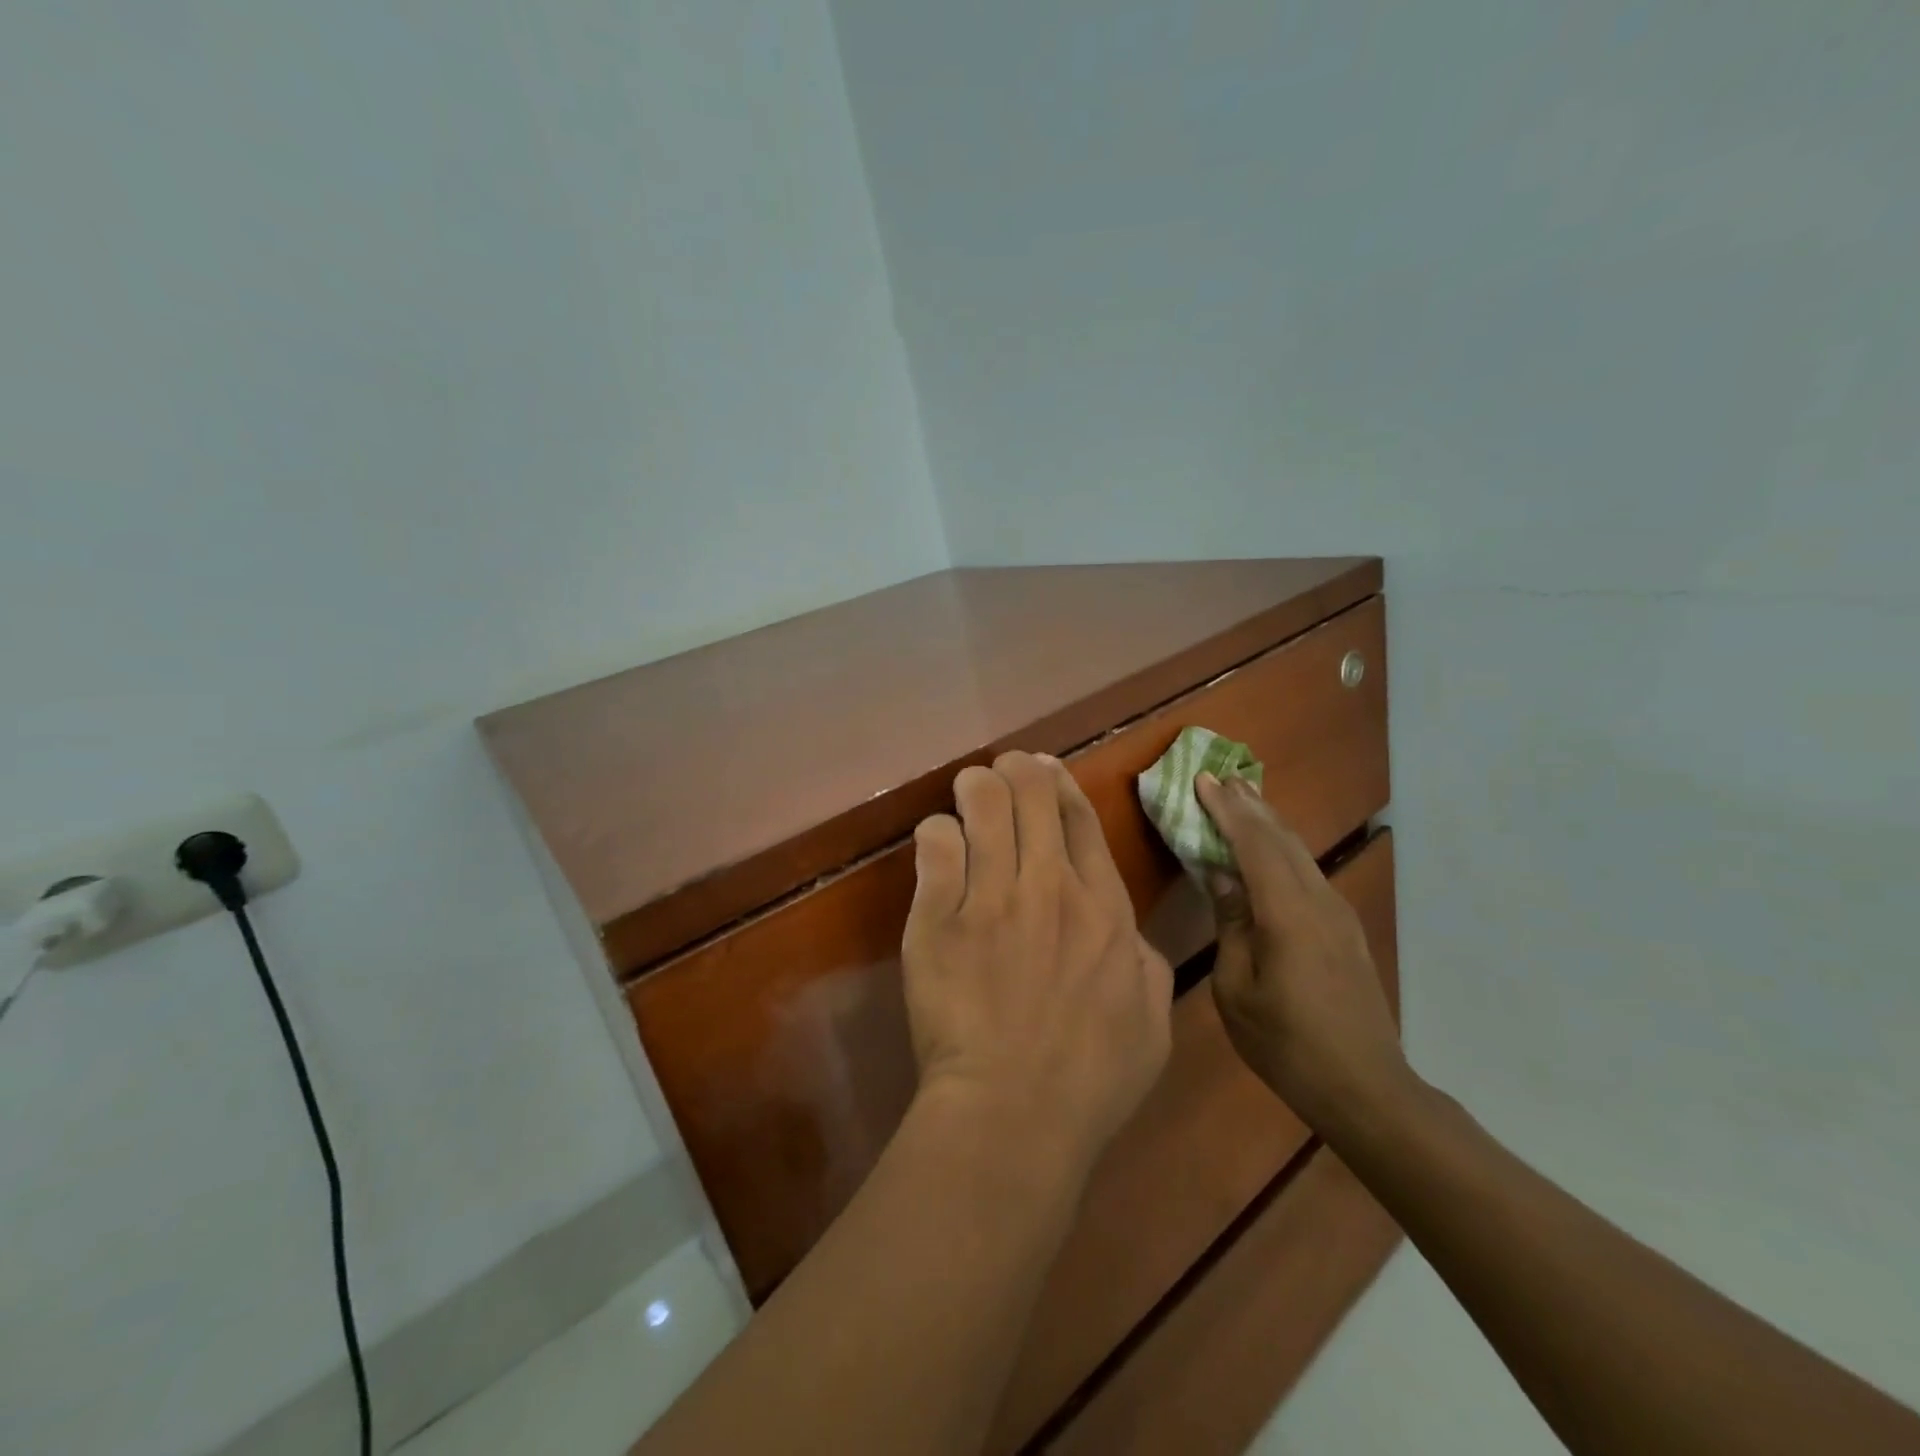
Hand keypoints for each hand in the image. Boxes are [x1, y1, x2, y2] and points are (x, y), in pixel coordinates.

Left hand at [903, 752, 1173, 1178]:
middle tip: (1001, 776)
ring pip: (981, 802)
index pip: (1079, 817)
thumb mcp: (1152, 1021)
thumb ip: (1146, 962)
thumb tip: (1125, 930)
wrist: (1013, 1114)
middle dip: (1015, 770)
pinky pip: (935, 844)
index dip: (1058, 782)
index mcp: (1103, 907)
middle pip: (1031, 792)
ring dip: (974, 787)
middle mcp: (1049, 887)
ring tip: (967, 793)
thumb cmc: (1090, 1078)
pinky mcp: (937, 917)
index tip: (1043, 770)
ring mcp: (990, 898)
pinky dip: (937, 833)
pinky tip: (939, 844)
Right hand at [1194, 772, 1409, 1128]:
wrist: (1366, 1088)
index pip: (1254, 844)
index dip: (1227, 810)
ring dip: (1269, 822)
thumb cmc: (1288, 1044)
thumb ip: (1231, 925)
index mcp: (1288, 914)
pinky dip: (1283, 848)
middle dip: (1250, 805)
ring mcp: (1338, 914)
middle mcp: (1318, 901)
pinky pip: (1308, 871)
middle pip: (1282, 838)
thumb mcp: (1238, 989)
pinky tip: (1272, 848)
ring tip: (1244, 798)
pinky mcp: (1345, 929)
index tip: (1203, 779)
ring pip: (1300, 852)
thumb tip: (1222, 875)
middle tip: (1222, 776)